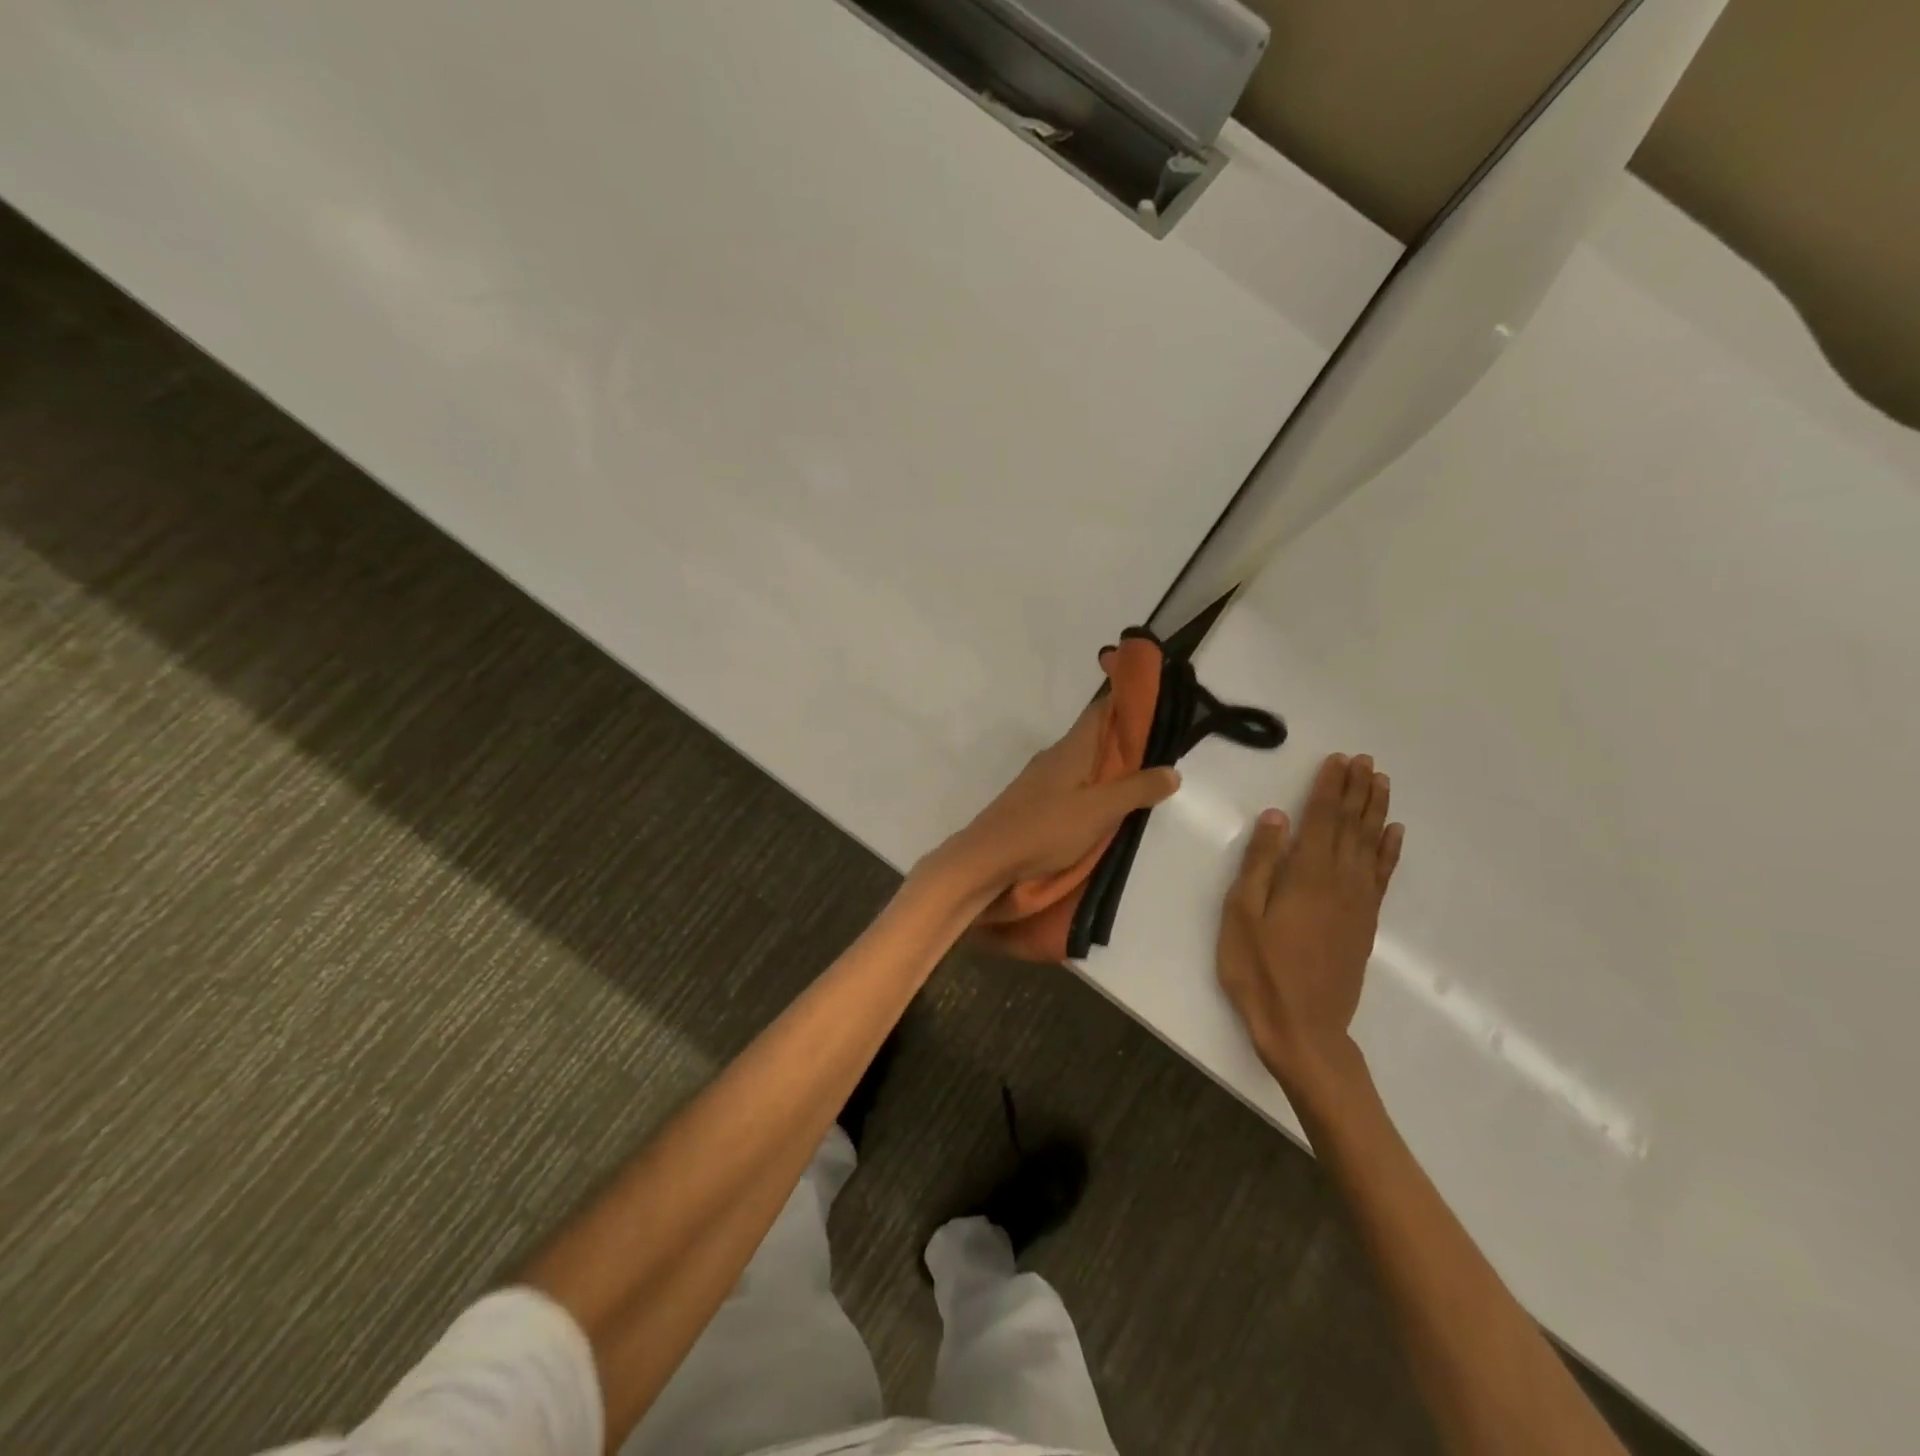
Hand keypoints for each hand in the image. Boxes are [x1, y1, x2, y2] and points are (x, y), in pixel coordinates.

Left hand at [922, 697, 1179, 904]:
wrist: (986, 858)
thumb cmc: (1045, 829)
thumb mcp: (1100, 811)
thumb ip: (1136, 790)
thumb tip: (1172, 770)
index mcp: (1072, 748)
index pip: (1102, 710)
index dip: (1127, 700)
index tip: (1156, 700)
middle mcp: (1056, 755)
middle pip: (1095, 736)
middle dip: (1125, 738)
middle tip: (1161, 746)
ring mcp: (1042, 778)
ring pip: (1083, 762)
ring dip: (1110, 765)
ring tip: (1141, 776)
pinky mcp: (1035, 801)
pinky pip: (1072, 783)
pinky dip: (1093, 785)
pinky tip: (1104, 804)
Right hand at [1217, 753, 1403, 1103]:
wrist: (1303, 1029)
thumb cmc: (1260, 970)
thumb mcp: (1242, 915)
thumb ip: (1261, 864)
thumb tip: (1278, 817)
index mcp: (1306, 876)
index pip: (1321, 820)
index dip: (1330, 788)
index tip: (1338, 760)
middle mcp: (1340, 882)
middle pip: (1351, 826)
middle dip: (1357, 791)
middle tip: (1365, 760)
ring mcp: (1358, 903)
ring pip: (1371, 845)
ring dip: (1376, 812)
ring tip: (1381, 782)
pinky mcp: (1365, 923)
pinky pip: (1383, 877)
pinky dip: (1390, 852)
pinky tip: (1394, 834)